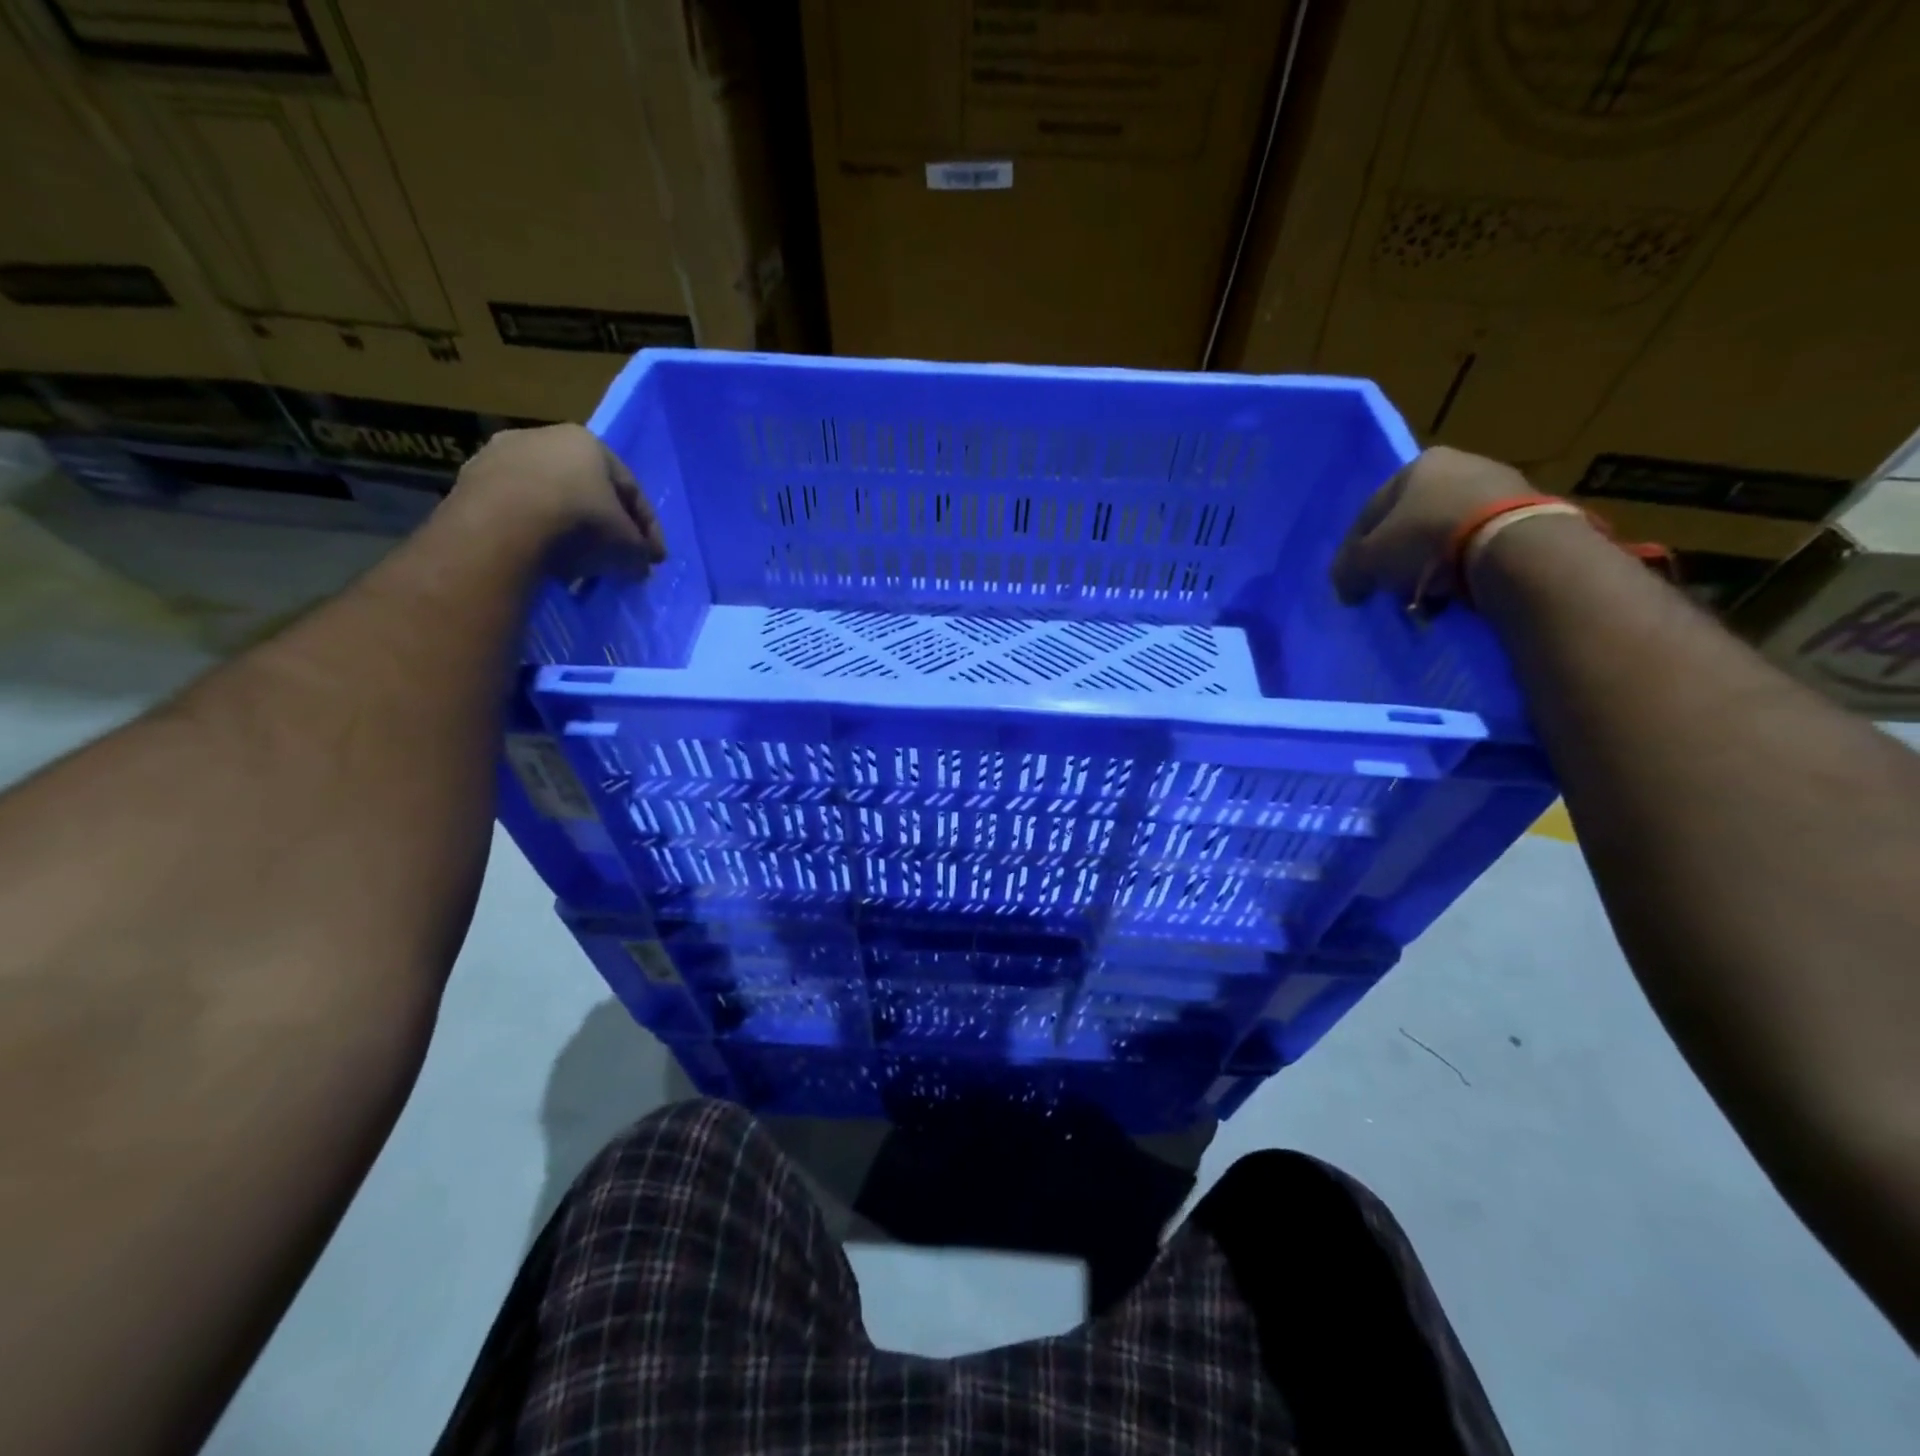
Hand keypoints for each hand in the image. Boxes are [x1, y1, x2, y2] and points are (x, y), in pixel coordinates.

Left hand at [444, 424, 665, 576]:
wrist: (501, 529)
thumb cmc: (580, 525)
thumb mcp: (628, 547)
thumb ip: (640, 553)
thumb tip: (640, 564)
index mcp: (587, 442)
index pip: (630, 489)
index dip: (647, 529)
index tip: (653, 560)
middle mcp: (542, 437)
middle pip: (587, 490)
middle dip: (604, 526)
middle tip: (615, 559)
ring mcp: (499, 456)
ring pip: (548, 499)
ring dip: (566, 530)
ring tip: (577, 565)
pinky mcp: (468, 482)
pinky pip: (515, 512)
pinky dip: (533, 533)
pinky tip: (542, 559)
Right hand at [1331, 445, 1531, 608]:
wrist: (1511, 546)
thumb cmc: (1425, 539)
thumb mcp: (1368, 560)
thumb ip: (1348, 571)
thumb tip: (1346, 588)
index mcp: (1418, 465)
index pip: (1371, 512)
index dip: (1355, 551)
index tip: (1353, 581)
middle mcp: (1460, 465)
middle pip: (1411, 523)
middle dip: (1397, 560)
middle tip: (1389, 590)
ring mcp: (1500, 486)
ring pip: (1445, 536)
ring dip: (1429, 568)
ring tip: (1424, 599)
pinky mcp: (1528, 514)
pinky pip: (1478, 545)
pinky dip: (1461, 568)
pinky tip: (1454, 594)